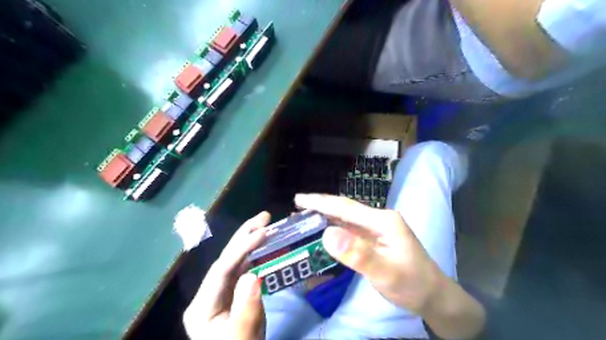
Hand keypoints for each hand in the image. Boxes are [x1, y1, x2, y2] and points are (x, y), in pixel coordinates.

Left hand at [183, 213, 269, 339]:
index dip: (243, 248)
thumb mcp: (243, 338)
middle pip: (225, 259)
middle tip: (264, 217)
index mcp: (202, 306)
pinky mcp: (231, 294)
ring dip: (249, 241)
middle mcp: (207, 294)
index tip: (264, 232)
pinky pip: (242, 269)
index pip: (222, 269)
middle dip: (244, 235)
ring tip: (265, 225)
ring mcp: (219, 293)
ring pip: (234, 261)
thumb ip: (246, 309)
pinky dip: (253, 255)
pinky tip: (261, 245)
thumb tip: (253, 275)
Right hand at [292, 196, 438, 314]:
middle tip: (297, 204)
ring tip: (305, 214)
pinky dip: (335, 227)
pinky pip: (351, 229)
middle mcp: (378, 219)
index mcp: (382, 220)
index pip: (345, 208)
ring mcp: (377, 229)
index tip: (299, 199)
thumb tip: (327, 233)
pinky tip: (325, 228)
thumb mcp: (385, 272)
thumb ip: (357, 253)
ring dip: (326, 215)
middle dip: (321, 205)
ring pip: (346, 218)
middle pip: (345, 209)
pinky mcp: (375, 238)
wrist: (433, 295)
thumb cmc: (412, 283)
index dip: (321, 202)